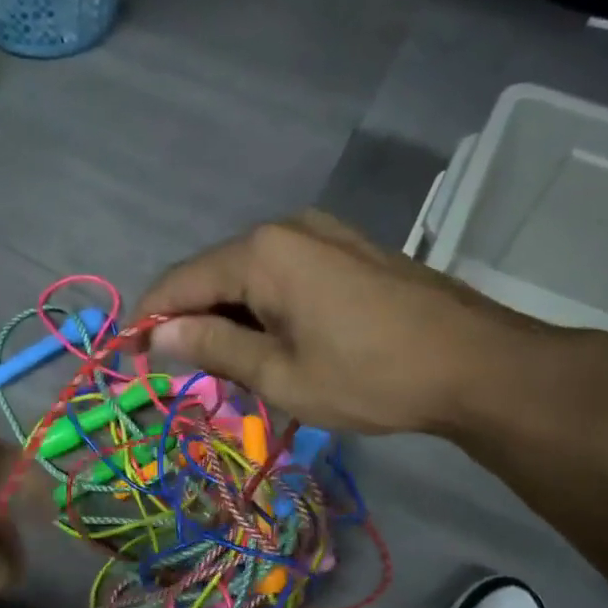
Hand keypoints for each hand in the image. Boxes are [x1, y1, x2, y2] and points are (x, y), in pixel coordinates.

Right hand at [134, 211, 556, 435]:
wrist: (475, 364)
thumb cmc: (369, 377)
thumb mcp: (279, 375)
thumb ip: (213, 347)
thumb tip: (159, 335)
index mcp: (260, 253)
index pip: (179, 284)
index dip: (149, 324)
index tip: (132, 363)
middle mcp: (286, 228)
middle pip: (213, 275)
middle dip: (192, 324)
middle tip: (191, 378)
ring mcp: (323, 234)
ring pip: (249, 277)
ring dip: (231, 320)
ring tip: (236, 372)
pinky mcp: (348, 250)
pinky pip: (284, 276)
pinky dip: (265, 311)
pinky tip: (276, 347)